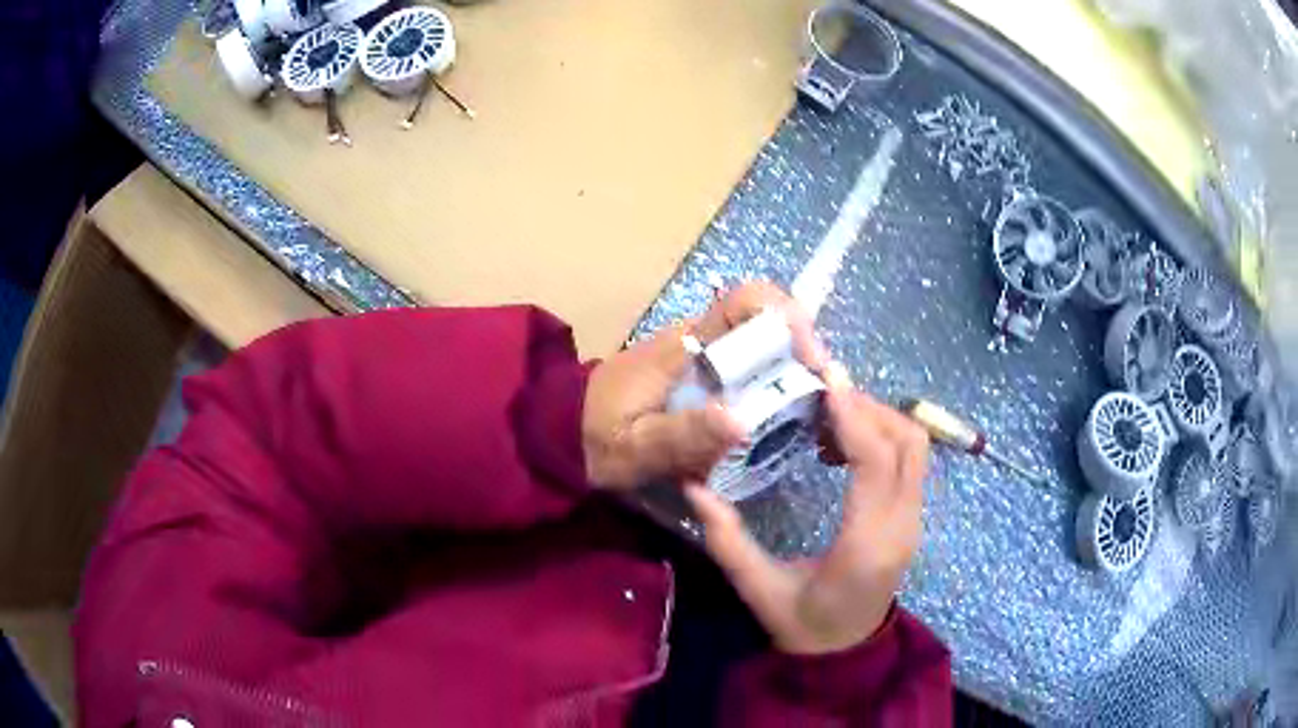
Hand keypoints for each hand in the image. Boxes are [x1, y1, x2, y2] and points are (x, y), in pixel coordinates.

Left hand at [582, 282, 826, 490]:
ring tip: (810, 417)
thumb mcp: (635, 447)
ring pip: (761, 348)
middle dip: (802, 354)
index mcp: (684, 345)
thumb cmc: (594, 438)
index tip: (811, 361)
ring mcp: (700, 357)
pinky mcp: (700, 376)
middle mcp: (699, 340)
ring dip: (791, 374)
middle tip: (821, 402)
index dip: (788, 317)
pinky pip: (747, 371)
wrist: (561, 433)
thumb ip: (682, 436)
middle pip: (766, 323)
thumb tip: (743, 421)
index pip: (745, 301)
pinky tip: (779, 425)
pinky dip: (771, 390)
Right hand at [686, 375, 930, 654]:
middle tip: (821, 396)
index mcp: (866, 545)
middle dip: (869, 408)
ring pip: (914, 448)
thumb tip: (695, 486)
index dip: (855, 417)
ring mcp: (913, 521)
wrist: (845, 653)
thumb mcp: (758, 588)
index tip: (826, 382)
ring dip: (877, 419)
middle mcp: (902, 526)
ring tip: (828, 417)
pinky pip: (908, 462)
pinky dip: (881, 438)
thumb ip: (727, 540)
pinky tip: (839, 446)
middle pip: (908, 443)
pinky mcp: (911, 518)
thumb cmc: (802, 625)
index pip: (876, 464)